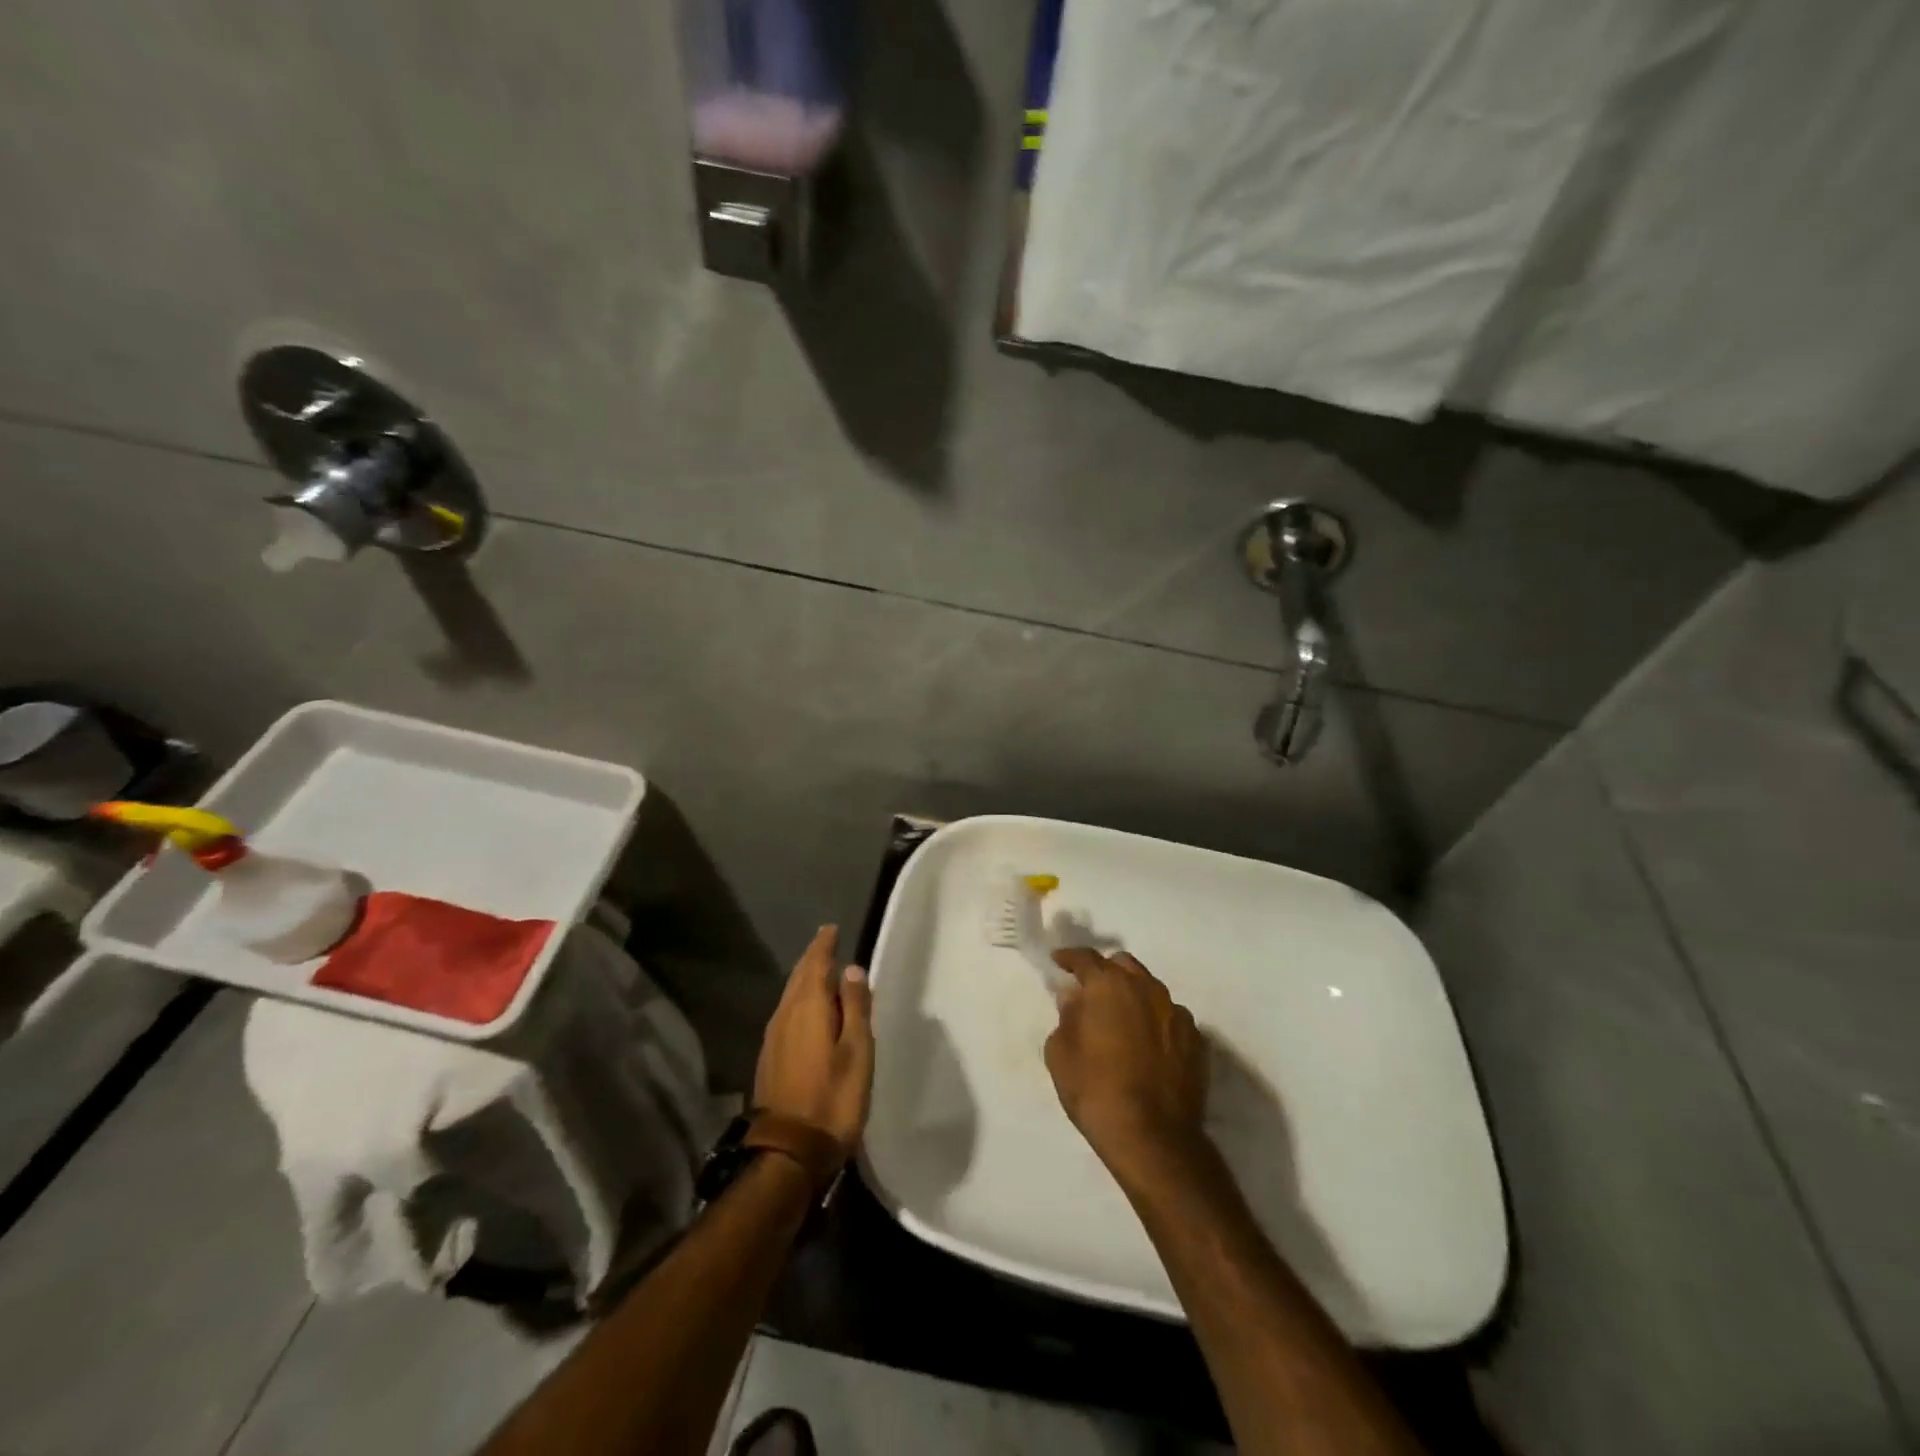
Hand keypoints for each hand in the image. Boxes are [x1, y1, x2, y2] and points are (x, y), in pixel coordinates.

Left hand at [752, 925, 874, 1155]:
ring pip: (790, 996)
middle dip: (813, 960)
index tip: (832, 929)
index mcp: (807, 1008)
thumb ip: (855, 1007)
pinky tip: (809, 1012)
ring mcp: (773, 1038)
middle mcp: (784, 1016)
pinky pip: (786, 1015)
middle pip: (798, 977)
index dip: (824, 945)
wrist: (788, 1152)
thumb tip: (851, 969)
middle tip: (828, 945)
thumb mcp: (857, 1051)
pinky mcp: (770, 1058)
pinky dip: (800, 1003)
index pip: (814, 964)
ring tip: (822, 974)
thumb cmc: (832, 1098)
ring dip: (805, 981)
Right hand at [1045, 948, 1208, 1182]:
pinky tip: (1147, 1044)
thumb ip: (1067, 1016)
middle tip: (1091, 993)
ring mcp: (1176, 1012)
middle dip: (1105, 971)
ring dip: (1133, 995)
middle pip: (1123, 964)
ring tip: (1121, 1020)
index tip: (1059, 961)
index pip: (1086, 958)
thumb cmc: (1096, 1091)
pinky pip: (1170, 1016)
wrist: (1154, 1138)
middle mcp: (1146, 988)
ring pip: (1150, 988)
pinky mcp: (1196, 1040)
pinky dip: (1155, 1021)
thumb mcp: (1061, 1053)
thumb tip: (1075, 998)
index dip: (1070, 957)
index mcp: (1109, 985)